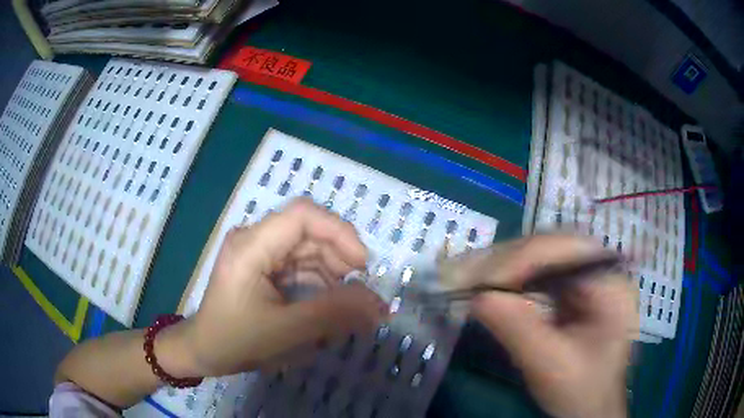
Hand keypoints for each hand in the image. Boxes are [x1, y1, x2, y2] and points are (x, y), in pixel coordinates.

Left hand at [179, 198, 385, 376]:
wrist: (205, 351)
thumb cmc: (237, 341)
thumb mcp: (288, 331)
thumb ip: (335, 314)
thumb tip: (380, 304)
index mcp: (251, 246)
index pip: (302, 215)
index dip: (339, 232)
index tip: (363, 265)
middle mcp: (254, 239)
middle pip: (308, 231)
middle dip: (340, 257)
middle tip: (360, 291)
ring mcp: (258, 251)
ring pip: (307, 248)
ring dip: (332, 272)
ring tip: (347, 303)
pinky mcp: (262, 266)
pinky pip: (299, 264)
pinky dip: (319, 281)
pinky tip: (328, 303)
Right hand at [443, 235, 636, 417]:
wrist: (590, 405)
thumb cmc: (580, 390)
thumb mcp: (552, 366)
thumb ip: (519, 330)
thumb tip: (477, 297)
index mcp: (610, 283)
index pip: (564, 251)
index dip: (520, 260)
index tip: (479, 282)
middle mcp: (599, 269)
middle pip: (549, 247)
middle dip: (505, 261)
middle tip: (461, 275)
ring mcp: (584, 278)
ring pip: (538, 257)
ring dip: (501, 267)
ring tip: (465, 279)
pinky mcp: (569, 290)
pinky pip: (534, 274)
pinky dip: (507, 280)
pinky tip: (485, 287)